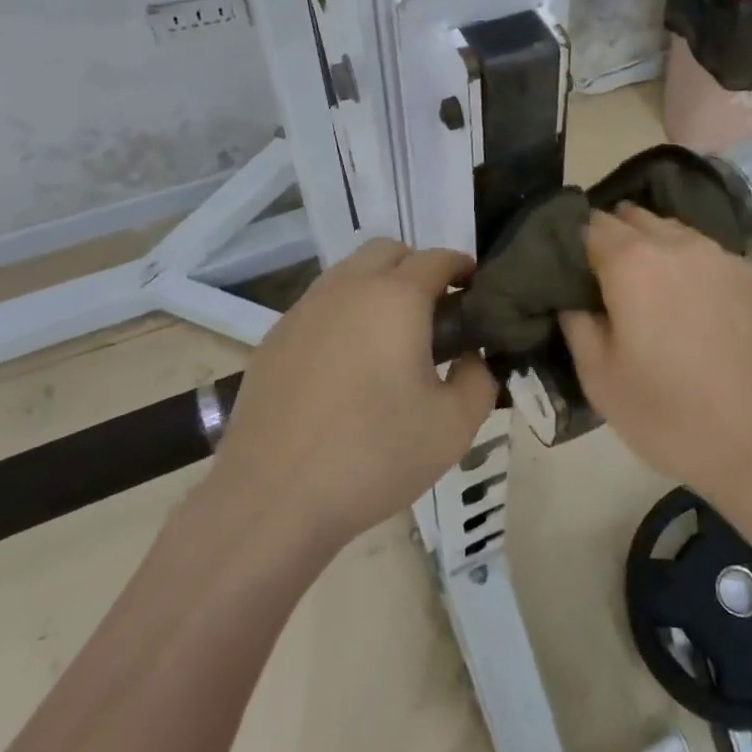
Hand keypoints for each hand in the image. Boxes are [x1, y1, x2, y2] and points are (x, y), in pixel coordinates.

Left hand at [214, 239, 498, 549]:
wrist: (272, 500)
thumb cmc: (373, 455)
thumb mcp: (454, 426)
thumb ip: (480, 379)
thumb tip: (472, 357)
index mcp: (395, 298)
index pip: (437, 259)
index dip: (462, 268)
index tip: (475, 293)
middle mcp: (346, 288)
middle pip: (388, 252)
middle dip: (417, 269)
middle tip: (435, 314)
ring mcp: (303, 310)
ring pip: (349, 274)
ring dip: (377, 287)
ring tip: (390, 340)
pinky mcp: (274, 339)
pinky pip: (319, 306)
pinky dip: (343, 314)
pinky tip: (347, 366)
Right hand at [560, 207, 751, 506]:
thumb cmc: (673, 414)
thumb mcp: (601, 380)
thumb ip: (578, 326)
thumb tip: (573, 299)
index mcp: (633, 262)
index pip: (590, 225)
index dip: (573, 243)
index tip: (567, 271)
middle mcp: (678, 244)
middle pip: (634, 219)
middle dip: (613, 238)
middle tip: (603, 282)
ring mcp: (721, 256)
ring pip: (674, 233)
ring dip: (653, 248)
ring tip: (648, 292)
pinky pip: (707, 255)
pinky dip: (689, 266)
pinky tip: (691, 306)